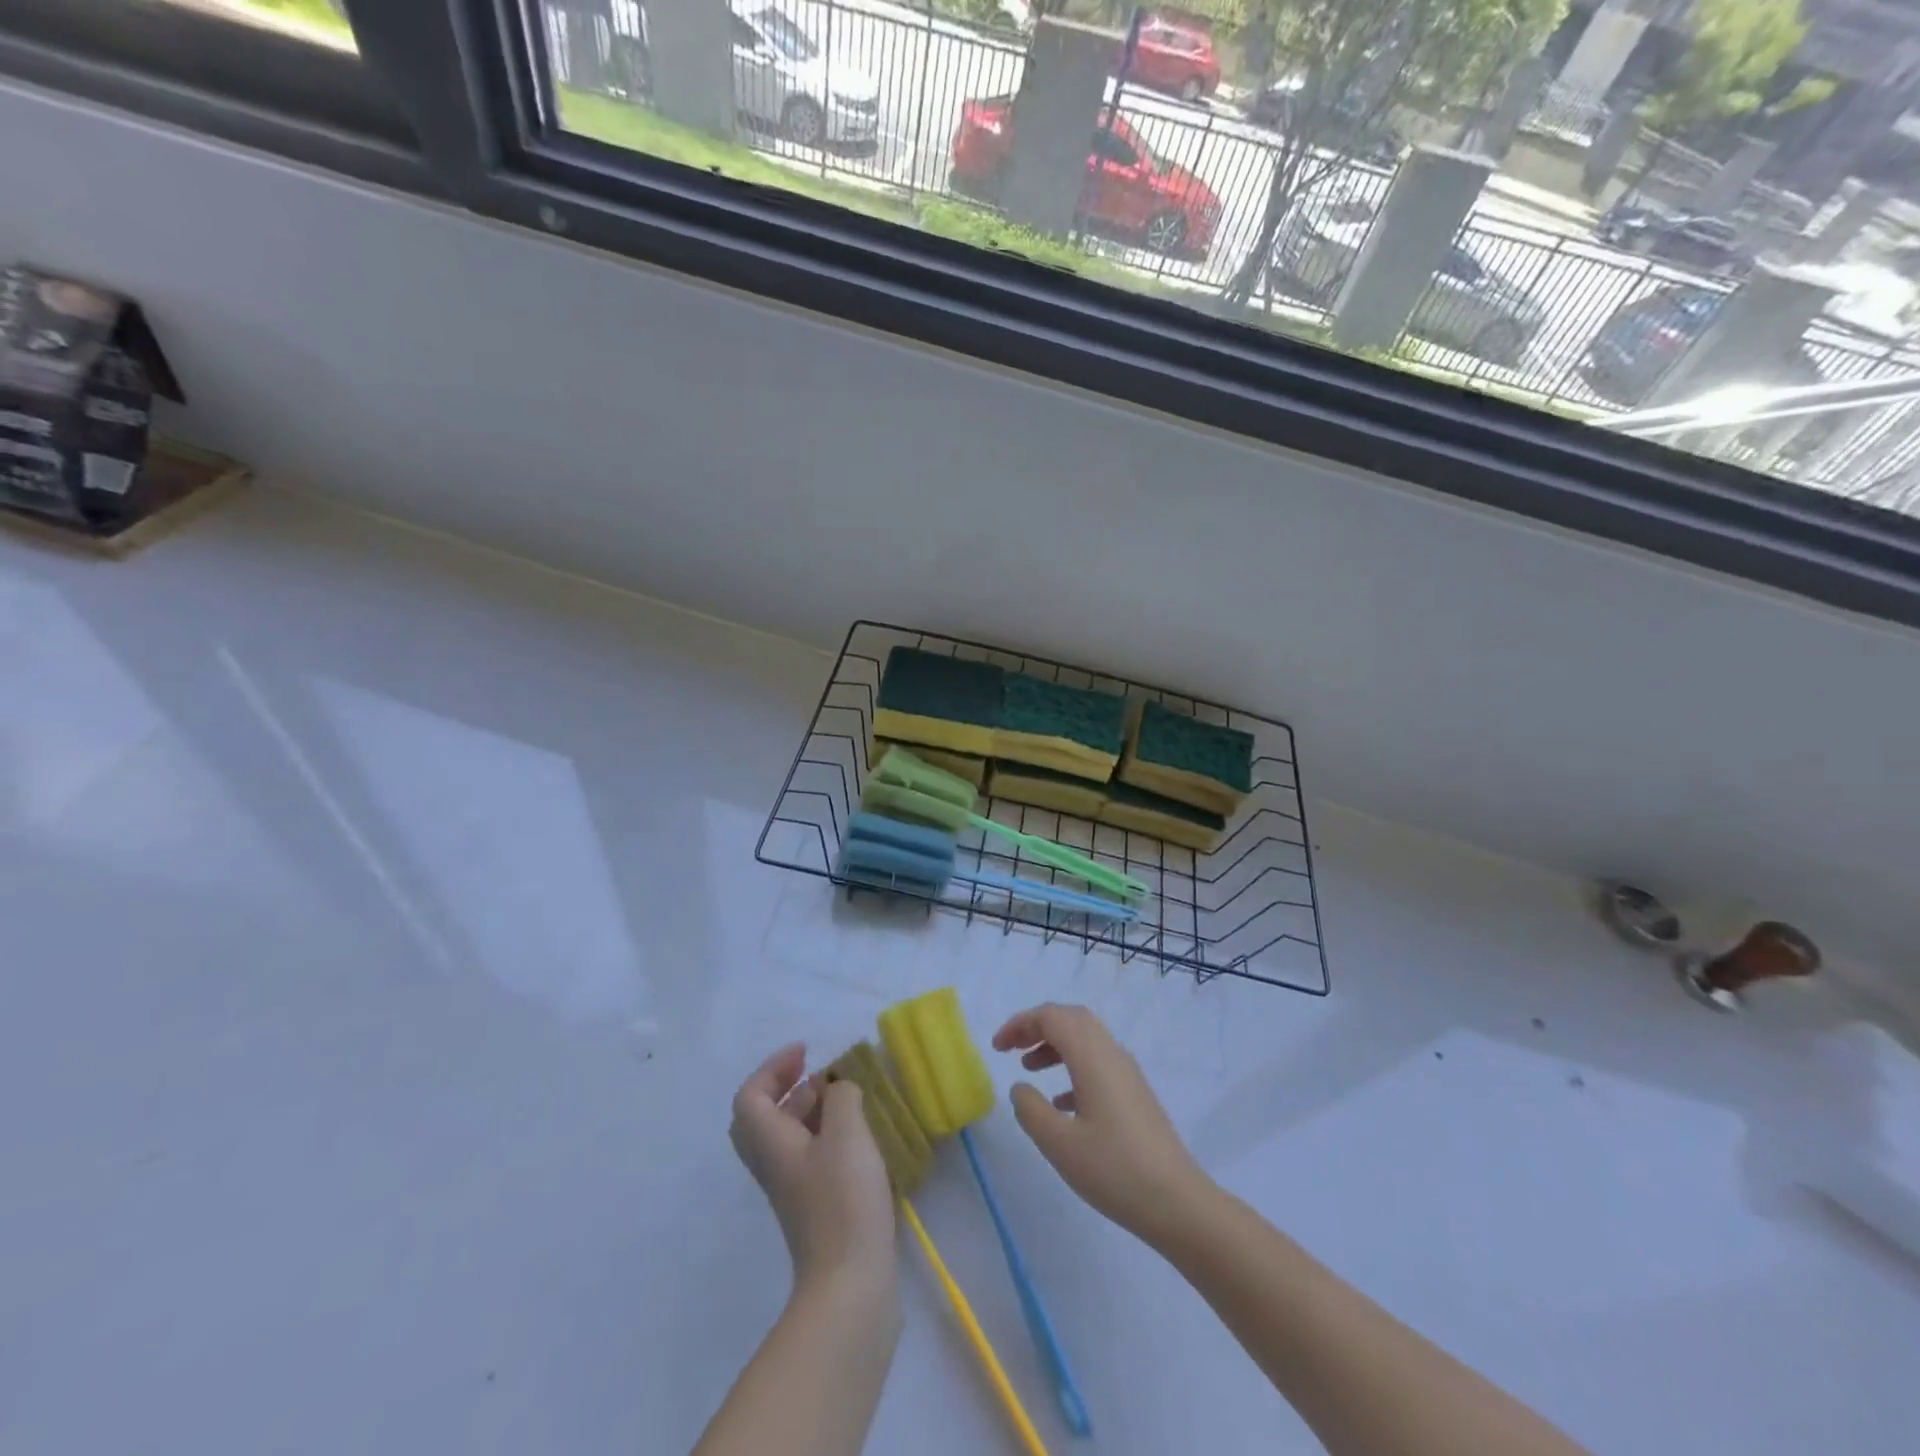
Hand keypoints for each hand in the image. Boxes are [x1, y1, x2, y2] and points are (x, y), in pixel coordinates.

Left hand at [730, 1043, 897, 1294]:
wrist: (849, 1284)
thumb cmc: (843, 1200)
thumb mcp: (847, 1133)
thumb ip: (841, 1097)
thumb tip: (839, 1089)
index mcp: (771, 1143)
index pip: (749, 1096)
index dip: (773, 1067)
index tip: (807, 1052)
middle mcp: (772, 1164)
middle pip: (759, 1118)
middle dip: (784, 1087)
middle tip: (816, 1074)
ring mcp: (791, 1188)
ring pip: (783, 1136)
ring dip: (806, 1109)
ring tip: (843, 1097)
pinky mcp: (812, 1206)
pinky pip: (804, 1155)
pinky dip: (822, 1134)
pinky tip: (856, 1136)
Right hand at [992, 1004, 1209, 1245]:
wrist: (1178, 1203)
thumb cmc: (1114, 1170)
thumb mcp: (1059, 1143)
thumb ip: (1030, 1109)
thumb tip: (1020, 1087)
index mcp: (1092, 1056)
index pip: (1052, 1017)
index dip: (1020, 1024)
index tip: (996, 1047)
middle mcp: (1111, 1054)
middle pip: (1070, 1019)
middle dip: (1037, 1027)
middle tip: (1011, 1049)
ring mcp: (1127, 1073)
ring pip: (1085, 1040)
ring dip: (1054, 1046)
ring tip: (1029, 1070)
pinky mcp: (1135, 1094)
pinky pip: (1097, 1063)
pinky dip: (1072, 1069)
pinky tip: (1060, 1103)